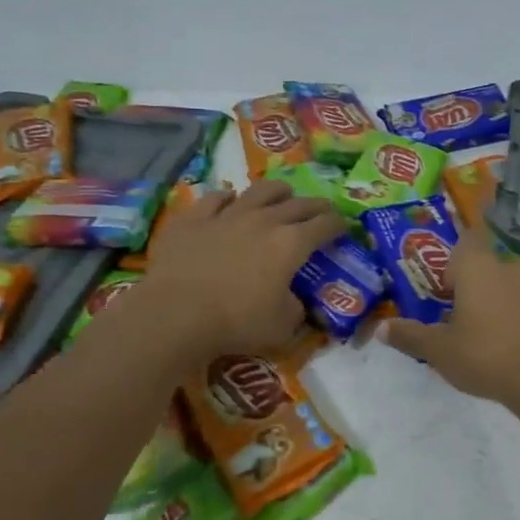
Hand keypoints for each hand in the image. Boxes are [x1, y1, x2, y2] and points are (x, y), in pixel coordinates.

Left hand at [141, 179, 346, 359]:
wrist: (176, 312)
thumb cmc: (236, 322)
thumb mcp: (282, 328)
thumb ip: (296, 311)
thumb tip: (297, 303)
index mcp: (291, 244)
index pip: (325, 225)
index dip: (338, 224)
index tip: (343, 228)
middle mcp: (264, 220)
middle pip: (298, 203)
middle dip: (315, 205)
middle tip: (322, 210)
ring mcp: (228, 214)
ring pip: (260, 190)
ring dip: (277, 191)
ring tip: (282, 194)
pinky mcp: (195, 217)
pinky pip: (216, 198)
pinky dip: (228, 199)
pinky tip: (229, 202)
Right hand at [381, 234, 519, 418]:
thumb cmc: (487, 357)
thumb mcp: (440, 351)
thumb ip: (410, 335)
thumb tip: (381, 329)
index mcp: (479, 266)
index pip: (466, 240)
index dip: (454, 260)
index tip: (447, 289)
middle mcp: (512, 265)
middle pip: (489, 265)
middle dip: (477, 286)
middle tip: (464, 319)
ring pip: (514, 284)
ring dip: (502, 301)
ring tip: (492, 337)